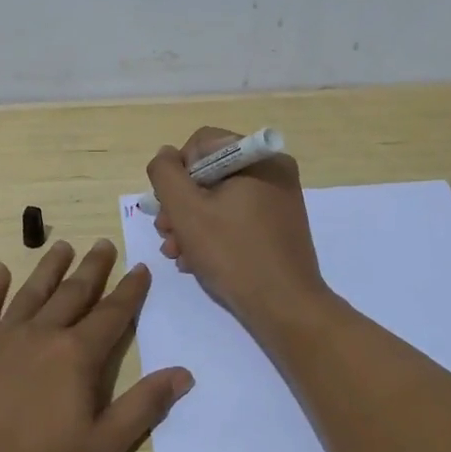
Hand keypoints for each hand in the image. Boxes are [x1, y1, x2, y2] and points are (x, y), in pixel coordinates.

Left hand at [0, 239, 192, 451]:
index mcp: (76, 356)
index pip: (111, 315)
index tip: (140, 267)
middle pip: (72, 294)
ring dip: (49, 268)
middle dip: (92, 269)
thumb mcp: (101, 449)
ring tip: (62, 246)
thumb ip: (143, 407)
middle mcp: (40, 335)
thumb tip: (183, 373)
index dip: (129, 291)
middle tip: (103, 244)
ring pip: (30, 293)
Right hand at [146, 128, 330, 334]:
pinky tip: (196, 261)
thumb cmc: (233, 253)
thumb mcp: (187, 210)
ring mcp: (278, 199)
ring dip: (191, 223)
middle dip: (181, 204)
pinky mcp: (278, 225)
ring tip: (176, 253)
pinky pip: (237, 216)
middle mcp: (273, 170)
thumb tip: (165, 156)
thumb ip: (166, 174)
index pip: (201, 144)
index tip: (168, 208)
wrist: (285, 307)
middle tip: (166, 234)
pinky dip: (213, 233)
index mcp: (257, 157)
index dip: (176, 173)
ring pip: (220, 198)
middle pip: (209, 173)